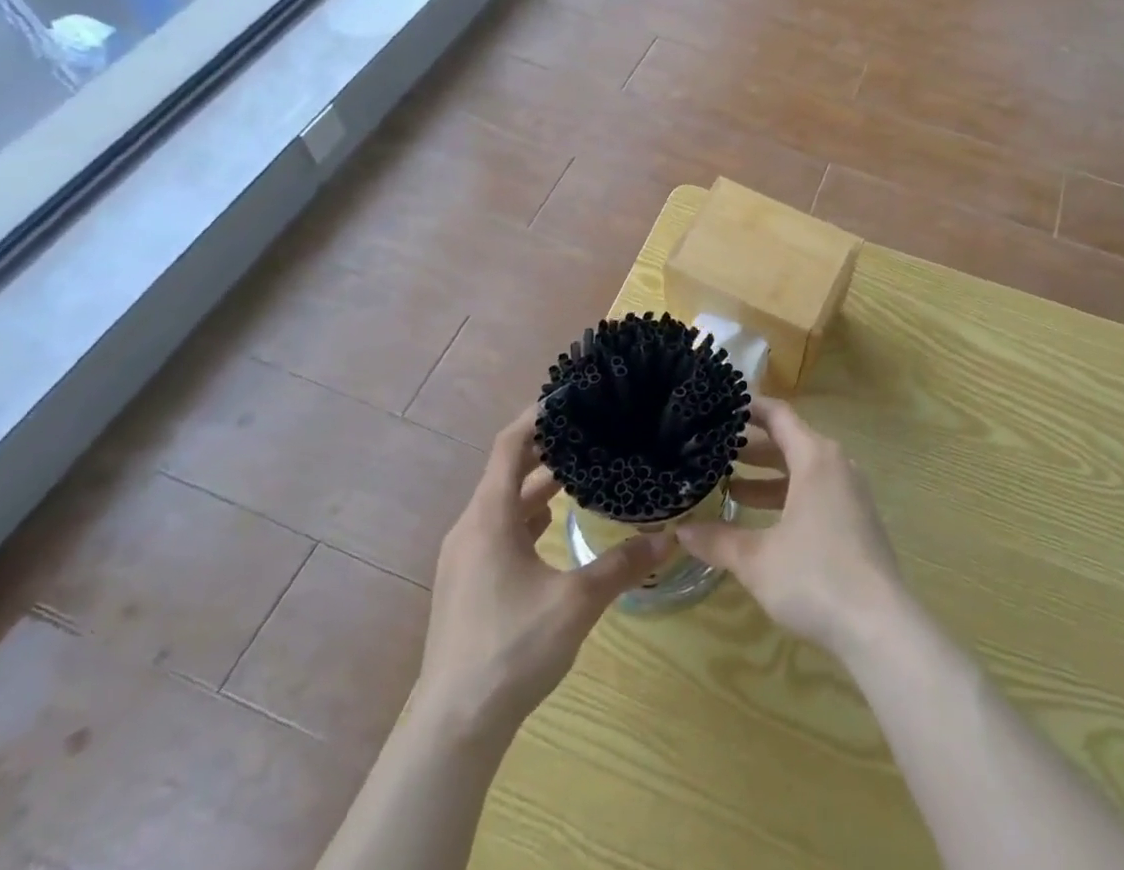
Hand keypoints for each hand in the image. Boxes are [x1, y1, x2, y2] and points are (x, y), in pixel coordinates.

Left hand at [417, 404, 672, 743]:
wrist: (453, 726)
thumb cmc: (511, 649)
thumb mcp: (576, 602)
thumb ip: (622, 564)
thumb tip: (671, 537)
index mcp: (489, 518)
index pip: (509, 445)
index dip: (537, 416)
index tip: (571, 396)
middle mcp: (471, 528)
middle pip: (508, 470)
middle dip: (549, 449)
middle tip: (592, 431)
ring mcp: (465, 557)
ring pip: (504, 503)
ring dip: (540, 484)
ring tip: (584, 470)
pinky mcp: (467, 583)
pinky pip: (500, 529)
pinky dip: (528, 515)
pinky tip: (557, 524)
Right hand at [680, 397, 904, 658]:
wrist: (880, 626)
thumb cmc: (815, 577)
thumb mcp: (757, 559)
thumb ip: (717, 540)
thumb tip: (680, 530)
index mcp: (815, 457)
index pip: (778, 415)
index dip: (748, 407)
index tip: (718, 407)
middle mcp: (836, 465)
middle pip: (789, 441)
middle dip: (751, 446)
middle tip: (713, 449)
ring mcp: (850, 493)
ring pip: (802, 470)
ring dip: (767, 476)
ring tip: (728, 485)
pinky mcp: (856, 520)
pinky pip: (815, 492)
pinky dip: (787, 496)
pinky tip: (761, 521)